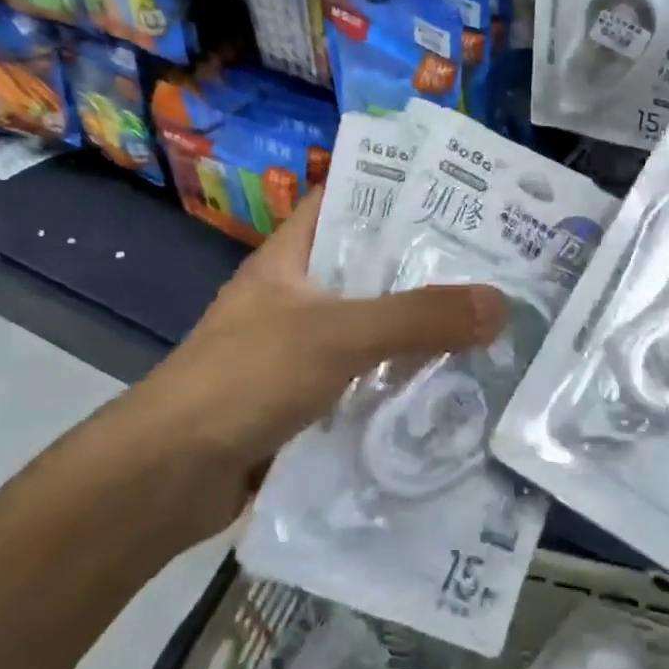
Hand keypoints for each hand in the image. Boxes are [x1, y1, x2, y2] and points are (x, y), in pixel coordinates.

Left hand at [104, 190, 507, 531]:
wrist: (168, 477)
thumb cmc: (246, 379)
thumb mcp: (337, 335)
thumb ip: (418, 318)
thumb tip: (499, 304)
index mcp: (291, 258)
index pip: (345, 201)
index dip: (396, 191)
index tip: (458, 195)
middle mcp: (296, 296)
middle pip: (369, 268)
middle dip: (425, 266)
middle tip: (492, 263)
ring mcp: (299, 349)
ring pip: (372, 326)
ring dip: (418, 328)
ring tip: (486, 321)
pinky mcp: (306, 398)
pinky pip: (365, 376)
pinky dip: (400, 378)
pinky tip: (448, 383)